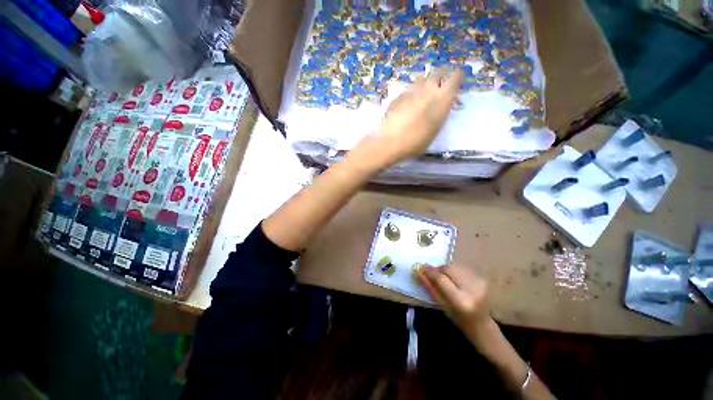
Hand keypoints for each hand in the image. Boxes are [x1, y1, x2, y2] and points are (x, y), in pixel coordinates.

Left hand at [349, 68, 462, 169]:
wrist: (390, 142)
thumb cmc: (416, 142)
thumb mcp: (435, 129)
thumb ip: (440, 112)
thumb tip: (441, 104)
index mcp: (442, 98)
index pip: (455, 76)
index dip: (457, 77)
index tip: (456, 81)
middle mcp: (428, 89)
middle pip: (438, 72)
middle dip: (441, 77)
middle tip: (439, 87)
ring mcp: (411, 90)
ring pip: (422, 78)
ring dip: (425, 83)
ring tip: (422, 95)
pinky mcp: (398, 95)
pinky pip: (408, 89)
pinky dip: (411, 93)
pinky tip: (407, 104)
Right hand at [418, 264, 490, 340]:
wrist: (482, 324)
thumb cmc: (459, 319)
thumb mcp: (442, 306)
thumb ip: (430, 288)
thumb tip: (419, 272)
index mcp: (461, 301)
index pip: (441, 278)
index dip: (430, 271)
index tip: (421, 267)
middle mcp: (471, 289)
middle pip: (448, 268)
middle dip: (438, 269)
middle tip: (433, 274)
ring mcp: (479, 282)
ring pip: (455, 266)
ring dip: (446, 269)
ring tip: (445, 278)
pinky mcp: (482, 278)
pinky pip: (462, 268)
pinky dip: (454, 271)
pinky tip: (455, 280)